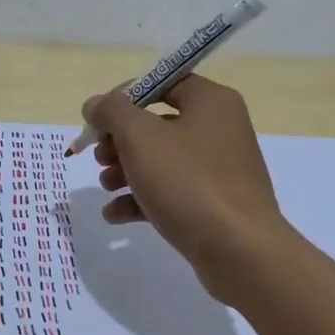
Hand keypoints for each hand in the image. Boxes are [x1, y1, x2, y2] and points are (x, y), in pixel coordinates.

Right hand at [83, 76, 290, 299]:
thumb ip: (112, 112)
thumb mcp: (140, 137)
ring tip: (106, 186)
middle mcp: (219, 129)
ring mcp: (219, 169)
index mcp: (211, 102)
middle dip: (120, 141)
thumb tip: (95, 104)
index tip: (99, 120)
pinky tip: (114, 214)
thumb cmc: (188, 182)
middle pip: (158, 124)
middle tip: (100, 157)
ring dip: (126, 171)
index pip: (163, 83)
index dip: (125, 97)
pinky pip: (171, 192)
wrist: (239, 250)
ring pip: (161, 160)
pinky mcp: (213, 204)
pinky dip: (142, 199)